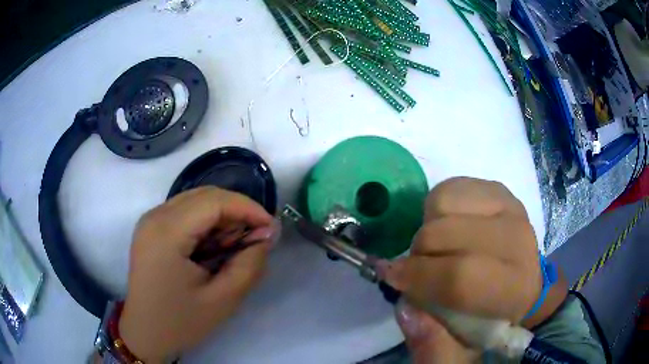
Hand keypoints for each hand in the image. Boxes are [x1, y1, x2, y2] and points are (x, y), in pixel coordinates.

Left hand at [119, 187, 277, 361]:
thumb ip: (249, 264)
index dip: (248, 208)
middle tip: (256, 238)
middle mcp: (155, 216)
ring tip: (235, 245)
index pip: (214, 201)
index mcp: (167, 232)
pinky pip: (184, 212)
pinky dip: (206, 223)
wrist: (145, 333)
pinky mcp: (151, 228)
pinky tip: (214, 246)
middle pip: (204, 195)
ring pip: (195, 200)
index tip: (271, 227)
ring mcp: (150, 220)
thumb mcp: (223, 299)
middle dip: (236, 211)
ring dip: (221, 217)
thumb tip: (267, 235)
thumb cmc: (181, 322)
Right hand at [382, 177, 543, 359]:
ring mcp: (510, 208)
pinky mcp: (499, 190)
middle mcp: (519, 241)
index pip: (460, 277)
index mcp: (515, 289)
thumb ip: (433, 346)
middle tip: (416, 268)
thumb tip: (406, 309)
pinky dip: (437, 207)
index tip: (391, 278)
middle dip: (418, 253)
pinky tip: (448, 226)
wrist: (523, 285)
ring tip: (437, 248)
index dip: (419, 277)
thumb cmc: (491, 321)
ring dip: (428, 228)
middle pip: (447, 234)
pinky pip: (451, 187)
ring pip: (444, 203)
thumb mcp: (461, 353)